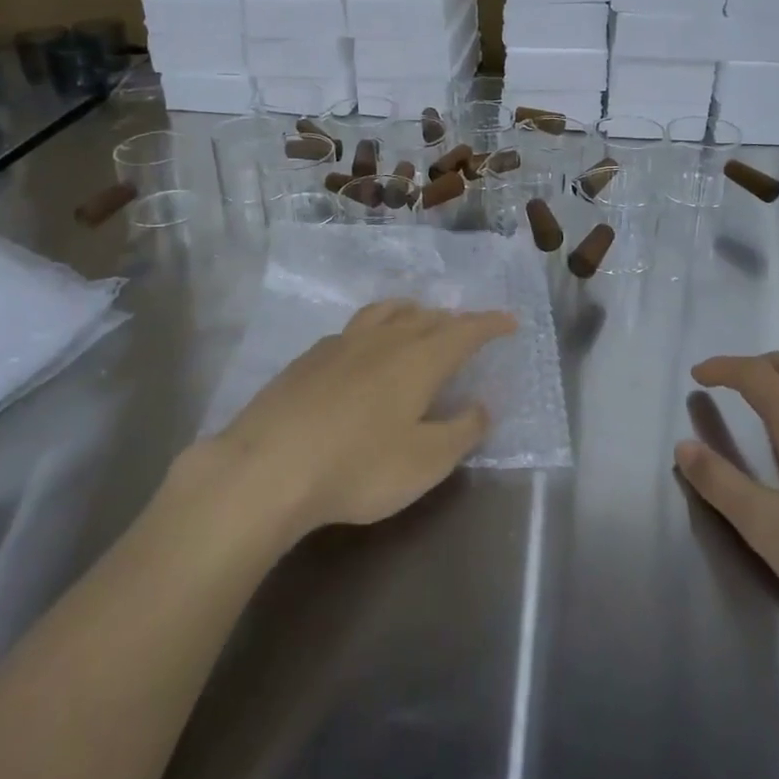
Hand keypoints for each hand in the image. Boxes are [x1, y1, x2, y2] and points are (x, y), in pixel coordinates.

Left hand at [179, 300, 514, 547]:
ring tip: (419, 318)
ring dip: (412, 312)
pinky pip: (355, 328)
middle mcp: (385, 339)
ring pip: (387, 312)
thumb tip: (482, 406)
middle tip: (467, 329)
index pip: (466, 331)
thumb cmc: (358, 467)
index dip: (490, 324)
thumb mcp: (425, 462)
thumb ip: (461, 431)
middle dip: (454, 320)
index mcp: (420, 359)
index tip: (510, 321)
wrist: (268, 466)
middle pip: (427, 317)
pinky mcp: (310, 356)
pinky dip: (375, 328)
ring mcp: (343, 343)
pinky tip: (364, 349)